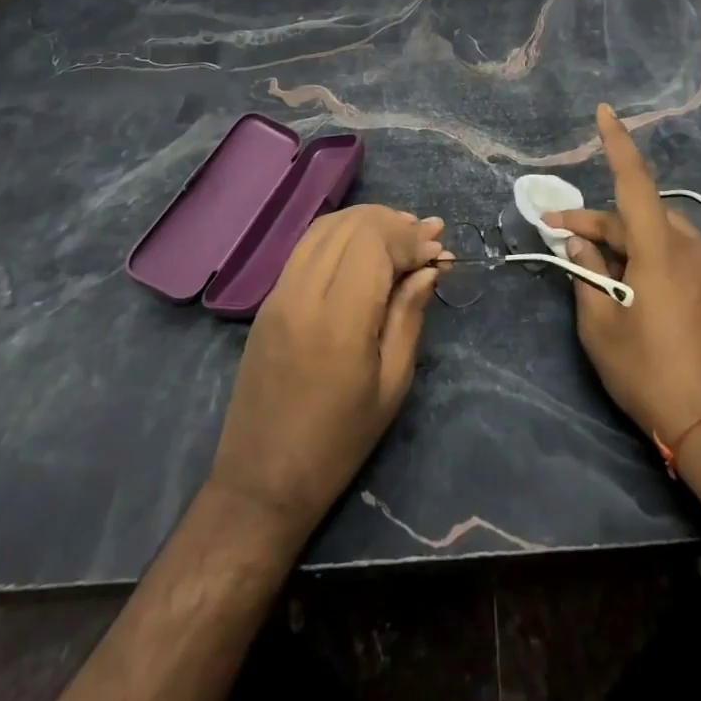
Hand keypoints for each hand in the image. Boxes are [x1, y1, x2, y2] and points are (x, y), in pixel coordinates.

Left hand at [208, 205, 445, 538]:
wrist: (262, 480)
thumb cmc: (338, 442)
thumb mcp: (391, 385)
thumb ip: (409, 316)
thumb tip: (428, 267)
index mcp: (339, 318)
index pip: (375, 242)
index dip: (410, 237)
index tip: (438, 247)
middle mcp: (303, 292)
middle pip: (351, 225)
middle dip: (393, 221)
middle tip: (427, 235)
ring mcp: (279, 292)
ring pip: (326, 227)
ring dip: (366, 221)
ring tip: (400, 232)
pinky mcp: (268, 300)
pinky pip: (306, 245)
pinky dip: (340, 233)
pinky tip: (363, 246)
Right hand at [549, 105, 700, 452]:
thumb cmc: (651, 374)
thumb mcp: (602, 326)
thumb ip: (587, 273)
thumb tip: (578, 240)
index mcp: (661, 249)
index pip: (635, 181)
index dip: (618, 143)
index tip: (605, 111)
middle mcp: (693, 246)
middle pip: (639, 217)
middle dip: (600, 223)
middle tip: (564, 236)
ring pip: (662, 236)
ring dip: (629, 244)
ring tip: (604, 274)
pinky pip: (684, 257)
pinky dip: (655, 260)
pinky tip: (642, 293)